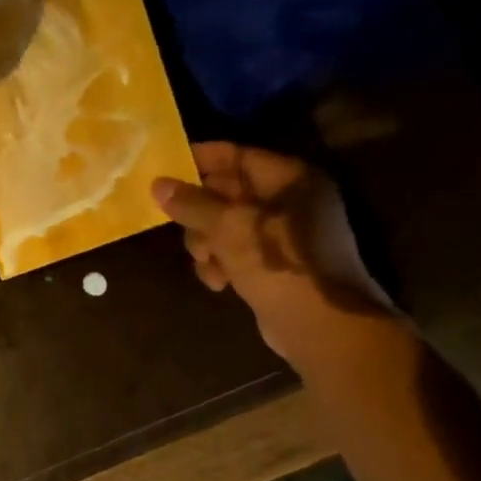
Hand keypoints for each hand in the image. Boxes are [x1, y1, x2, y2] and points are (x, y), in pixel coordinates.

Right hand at [153, 142, 394, 363]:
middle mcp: (288, 200)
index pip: (236, 155)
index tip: (162, 168)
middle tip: (181, 229)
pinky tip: (220, 282)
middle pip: (225, 193)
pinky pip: (236, 252)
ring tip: (209, 264)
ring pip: (224, 227)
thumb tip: (158, 184)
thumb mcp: (230, 229)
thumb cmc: (280, 266)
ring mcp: (282, 234)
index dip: (199, 159)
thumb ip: (192, 204)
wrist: (322, 325)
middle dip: (199, 215)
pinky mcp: (273, 263)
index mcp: (288, 179)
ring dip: (207, 245)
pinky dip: (222, 264)